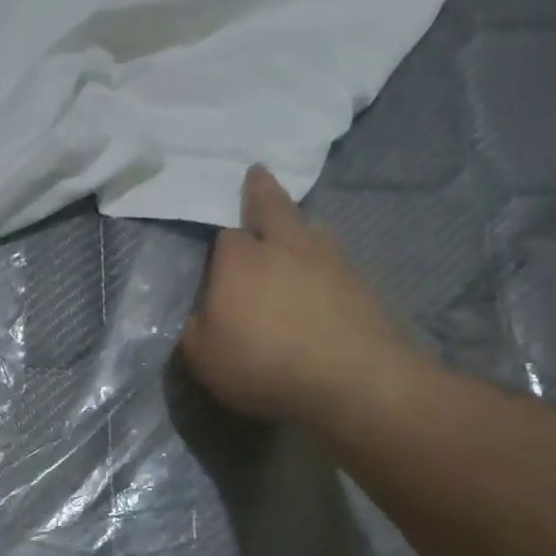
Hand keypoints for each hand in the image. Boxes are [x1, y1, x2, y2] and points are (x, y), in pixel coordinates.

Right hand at [180, 165, 424, 431]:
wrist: (355, 381)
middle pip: (272, 206)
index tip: (216, 259)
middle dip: (260, 190)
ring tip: (291, 230)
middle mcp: (284, 246)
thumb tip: (201, 314)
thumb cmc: (264, 364)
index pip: (224, 236)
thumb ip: (195, 329)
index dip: (220, 246)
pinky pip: (332, 260)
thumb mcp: (203, 357)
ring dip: (297, 225)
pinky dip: (321, 262)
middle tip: (256, 174)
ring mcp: (328, 260)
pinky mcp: (361, 283)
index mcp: (240, 259)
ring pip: (308, 229)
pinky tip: (319, 279)